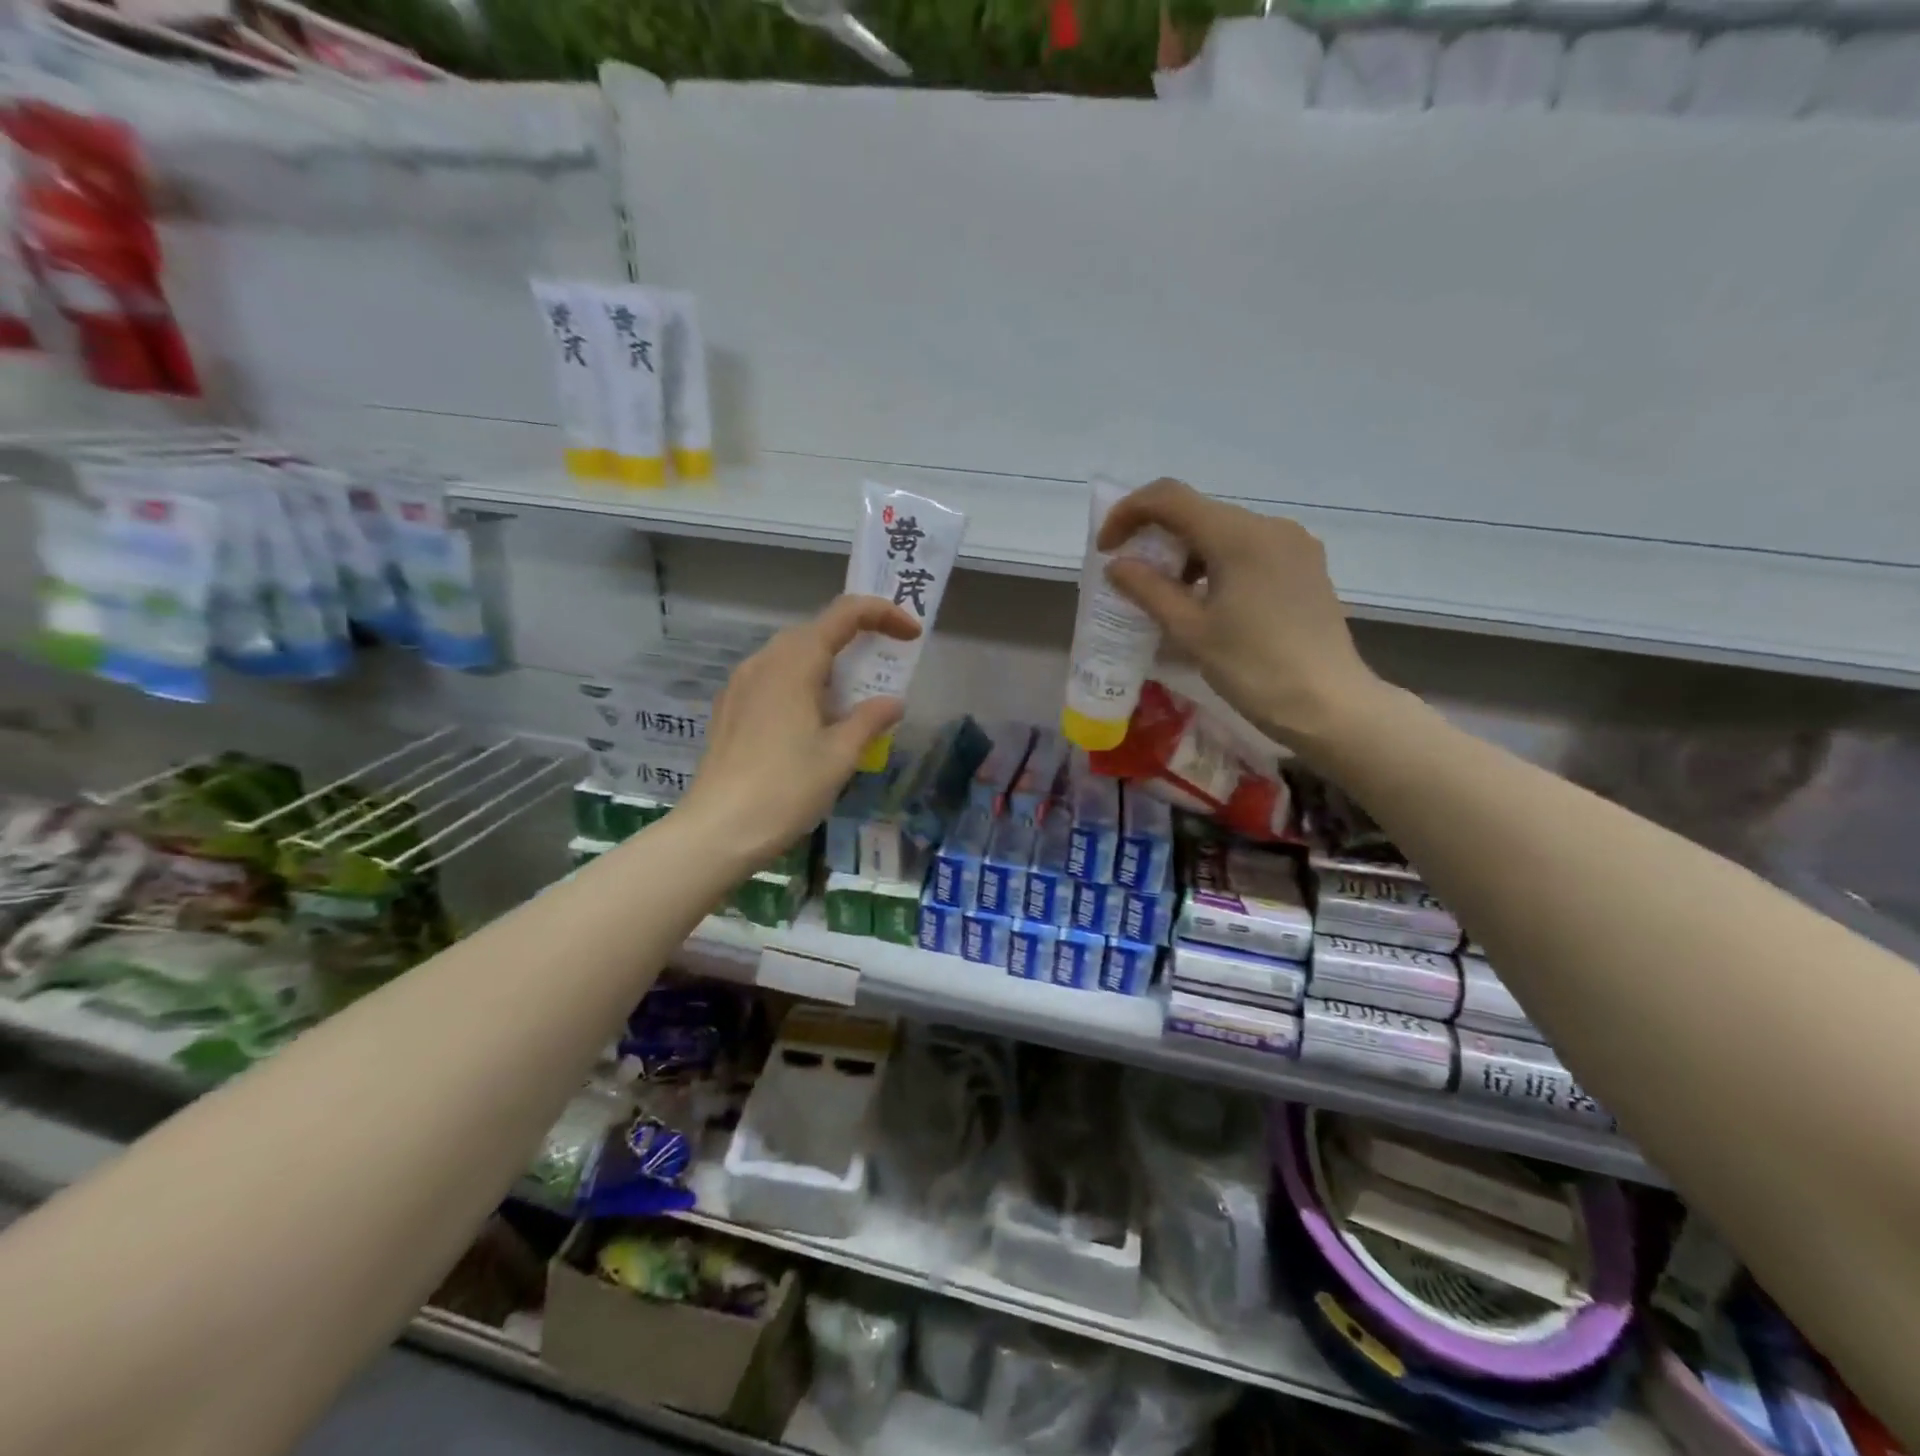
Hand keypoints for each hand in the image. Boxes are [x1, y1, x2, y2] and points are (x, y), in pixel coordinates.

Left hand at [678, 595, 919, 868]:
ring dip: (830, 663)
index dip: (883, 614)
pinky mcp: (730, 708)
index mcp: (794, 663)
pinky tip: (815, 719)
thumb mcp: (839, 756)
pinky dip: (804, 683)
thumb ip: (870, 720)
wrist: (717, 830)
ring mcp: (741, 684)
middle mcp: (764, 661)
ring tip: (855, 696)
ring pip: (793, 655)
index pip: (844, 614)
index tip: (911, 634)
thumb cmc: (786, 789)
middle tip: (886, 665)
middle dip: (857, 638)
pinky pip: (774, 678)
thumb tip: (893, 702)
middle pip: (817, 630)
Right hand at [1100, 479, 1385, 751]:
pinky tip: (1207, 602)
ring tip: (1168, 597)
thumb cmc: (1254, 668)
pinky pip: (1249, 550)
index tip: (1106, 549)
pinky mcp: (1305, 566)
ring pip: (1224, 531)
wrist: (1329, 704)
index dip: (1128, 513)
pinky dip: (1216, 564)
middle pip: (1198, 512)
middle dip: (1157, 537)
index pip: (1169, 497)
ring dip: (1186, 553)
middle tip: (1132, 578)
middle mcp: (1269, 526)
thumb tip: (1116, 566)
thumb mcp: (1191, 631)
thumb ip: (1148, 590)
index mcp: (1239, 536)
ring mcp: (1293, 545)